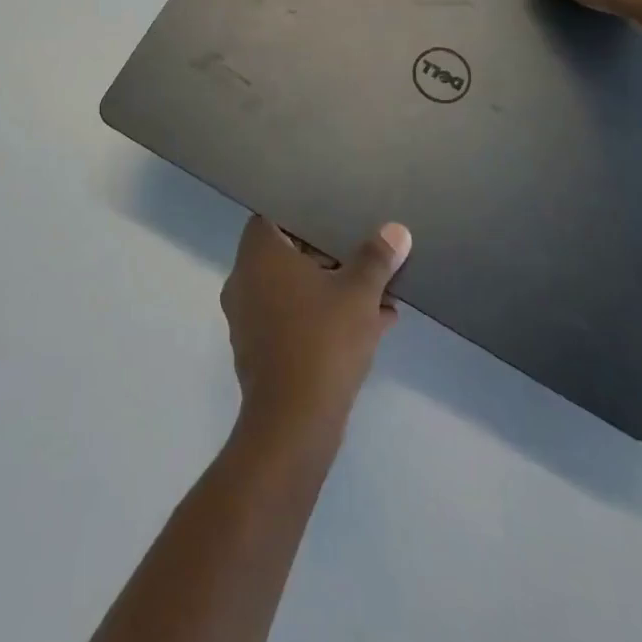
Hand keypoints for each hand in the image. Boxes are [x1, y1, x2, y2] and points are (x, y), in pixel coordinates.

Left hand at [221, 216, 411, 432]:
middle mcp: (244, 281)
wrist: (293, 423)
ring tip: (379, 297)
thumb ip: (376, 258)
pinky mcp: (260, 352)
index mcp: (258, 255)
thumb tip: (396, 230)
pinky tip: (371, 328)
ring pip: (295, 291)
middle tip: (365, 259)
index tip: (336, 221)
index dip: (305, 217)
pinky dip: (324, 319)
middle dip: (330, 258)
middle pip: (288, 256)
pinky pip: (294, 321)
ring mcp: (248, 318)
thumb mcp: (359, 293)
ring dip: (333, 292)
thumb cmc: (322, 340)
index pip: (274, 217)